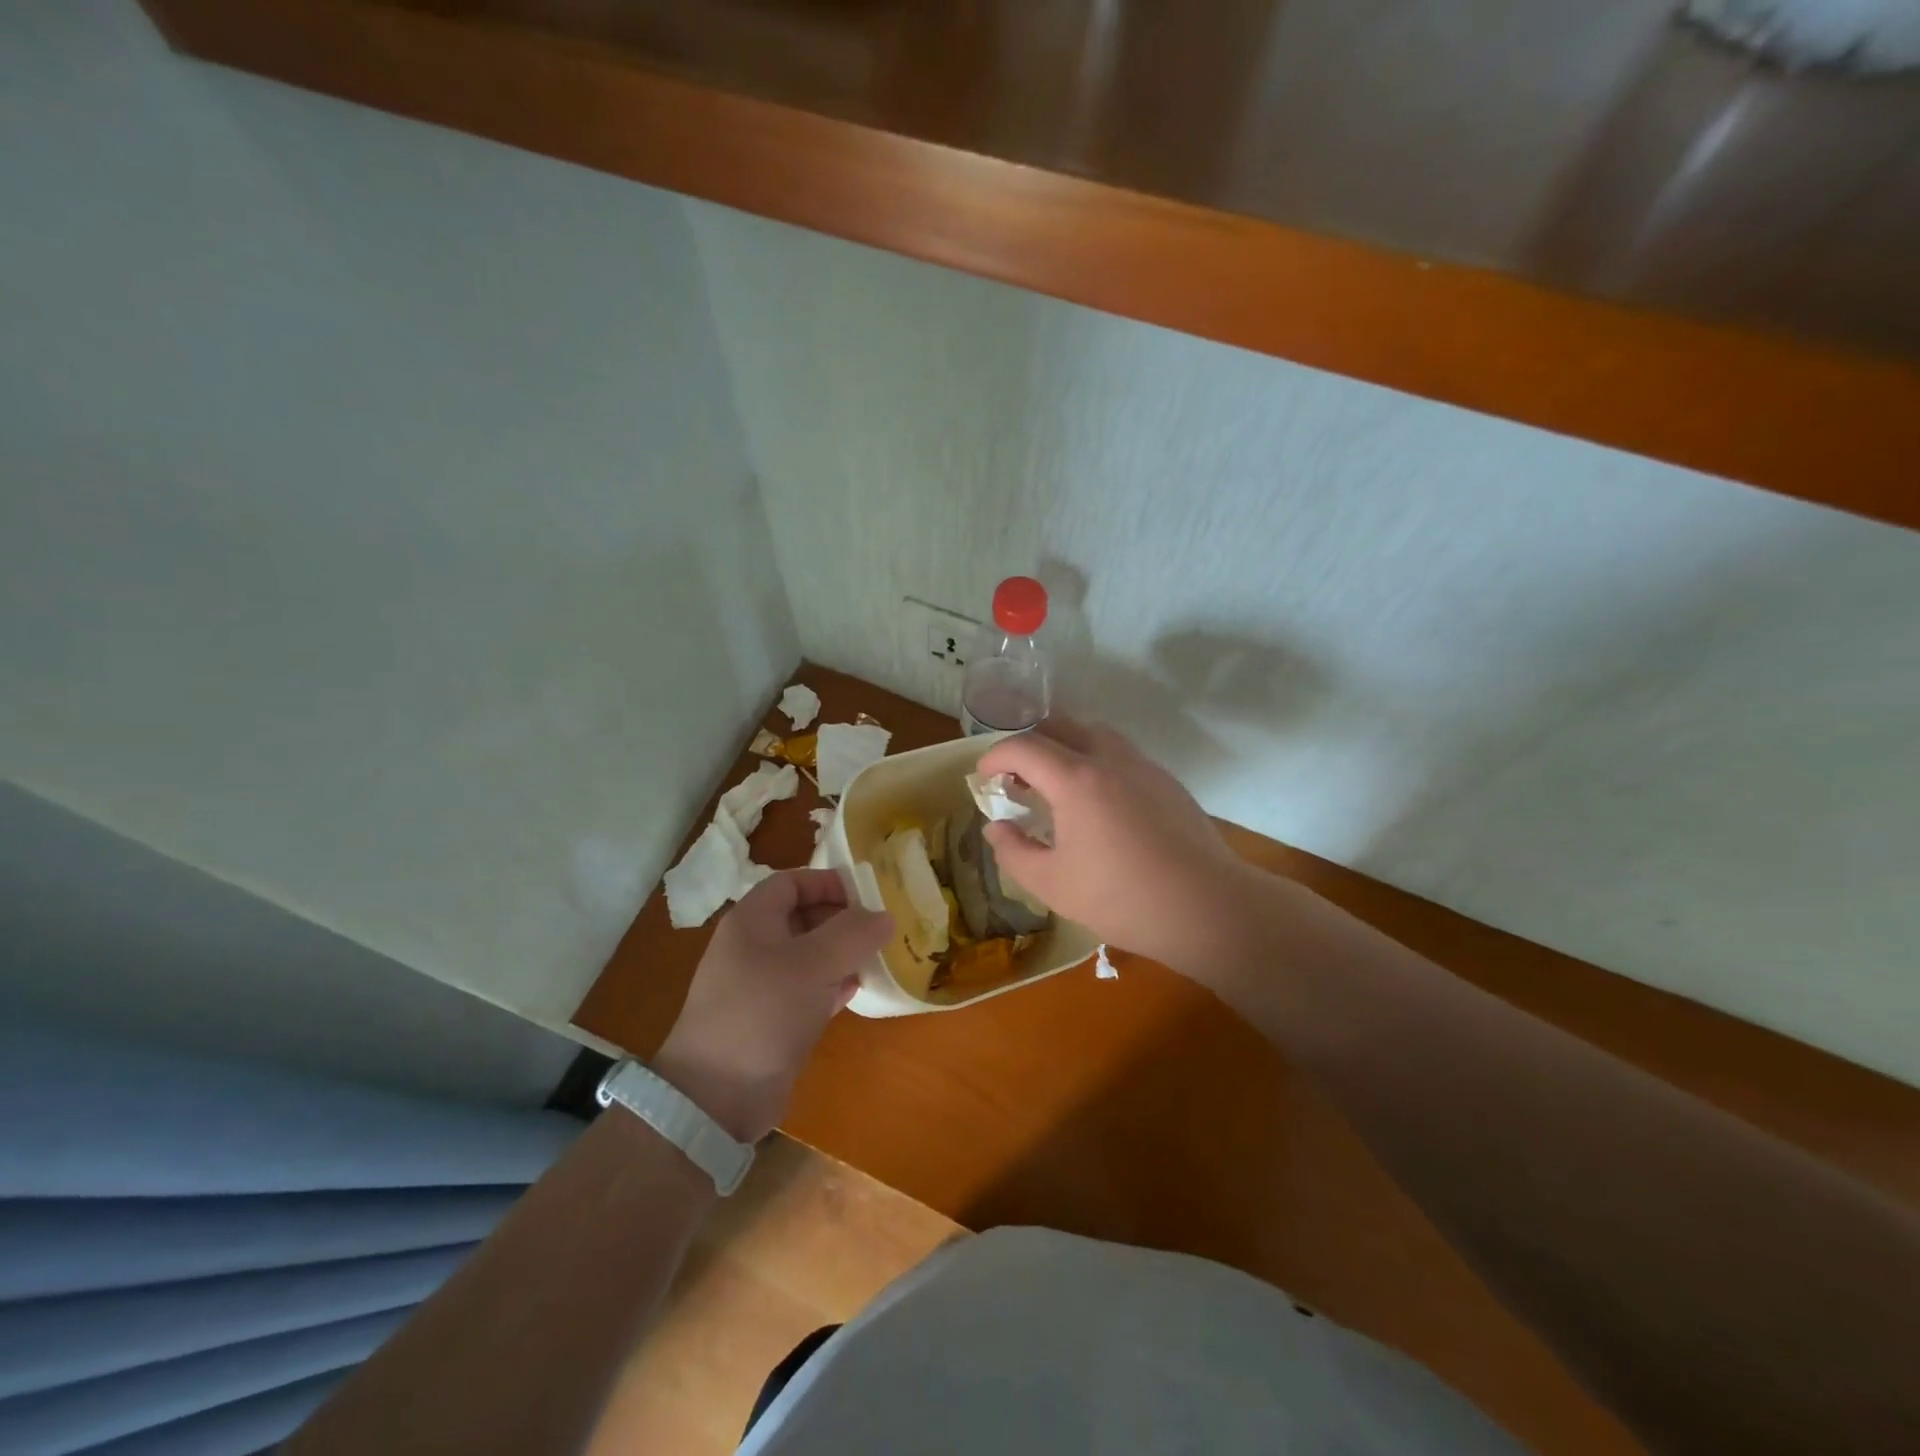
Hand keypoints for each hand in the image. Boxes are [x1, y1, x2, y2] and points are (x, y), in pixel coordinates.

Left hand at [654, 870, 892, 1142]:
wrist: (717, 1096)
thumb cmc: (764, 1011)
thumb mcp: (814, 963)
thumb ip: (853, 933)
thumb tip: (885, 917)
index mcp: (752, 920)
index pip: (792, 882)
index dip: (829, 882)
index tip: (868, 896)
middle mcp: (753, 946)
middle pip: (802, 916)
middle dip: (841, 919)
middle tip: (880, 929)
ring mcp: (759, 985)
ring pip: (807, 955)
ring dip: (841, 954)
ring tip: (876, 958)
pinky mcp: (769, 1019)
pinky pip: (806, 989)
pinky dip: (831, 985)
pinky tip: (856, 990)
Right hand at [977, 720, 1263, 977]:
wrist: (1207, 907)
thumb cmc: (1122, 898)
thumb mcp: (1052, 884)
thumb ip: (1014, 852)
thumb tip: (996, 827)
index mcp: (1076, 780)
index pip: (1023, 747)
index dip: (995, 756)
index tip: (984, 776)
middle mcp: (1109, 759)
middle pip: (1060, 726)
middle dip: (1029, 743)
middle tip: (1016, 776)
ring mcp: (1143, 766)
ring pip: (1095, 734)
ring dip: (1065, 746)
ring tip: (1055, 783)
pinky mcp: (1167, 781)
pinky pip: (1121, 753)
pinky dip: (1095, 760)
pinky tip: (1097, 801)